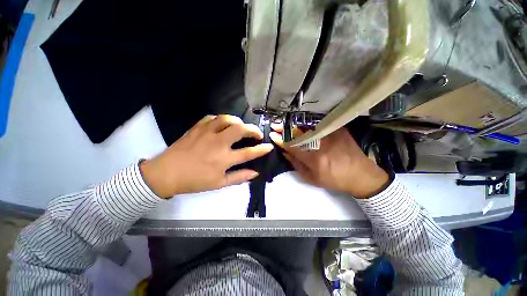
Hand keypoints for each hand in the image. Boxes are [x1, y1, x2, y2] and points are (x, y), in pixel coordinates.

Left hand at [140, 115, 273, 197]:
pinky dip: (221, 119)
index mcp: (224, 159)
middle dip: (253, 130)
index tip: (269, 146)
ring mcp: (207, 133)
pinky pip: (212, 118)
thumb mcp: (219, 183)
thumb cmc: (195, 181)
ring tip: (241, 127)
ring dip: (238, 121)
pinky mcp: (197, 128)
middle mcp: (218, 143)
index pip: (249, 152)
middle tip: (257, 133)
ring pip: (227, 119)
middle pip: (240, 130)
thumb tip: (255, 173)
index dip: (262, 149)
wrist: (166, 173)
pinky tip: (223, 124)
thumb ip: (239, 177)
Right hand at [270, 127, 388, 197]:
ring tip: (285, 124)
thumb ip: (296, 165)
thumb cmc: (334, 180)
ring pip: (308, 127)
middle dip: (285, 129)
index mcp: (314, 158)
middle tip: (276, 126)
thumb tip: (285, 152)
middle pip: (299, 133)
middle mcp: (322, 144)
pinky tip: (302, 125)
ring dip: (294, 126)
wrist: (361, 175)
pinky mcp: (339, 130)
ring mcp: (331, 134)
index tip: (272, 135)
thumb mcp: (312, 178)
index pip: (292, 146)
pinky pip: (319, 125)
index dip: (281, 140)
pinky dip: (308, 125)